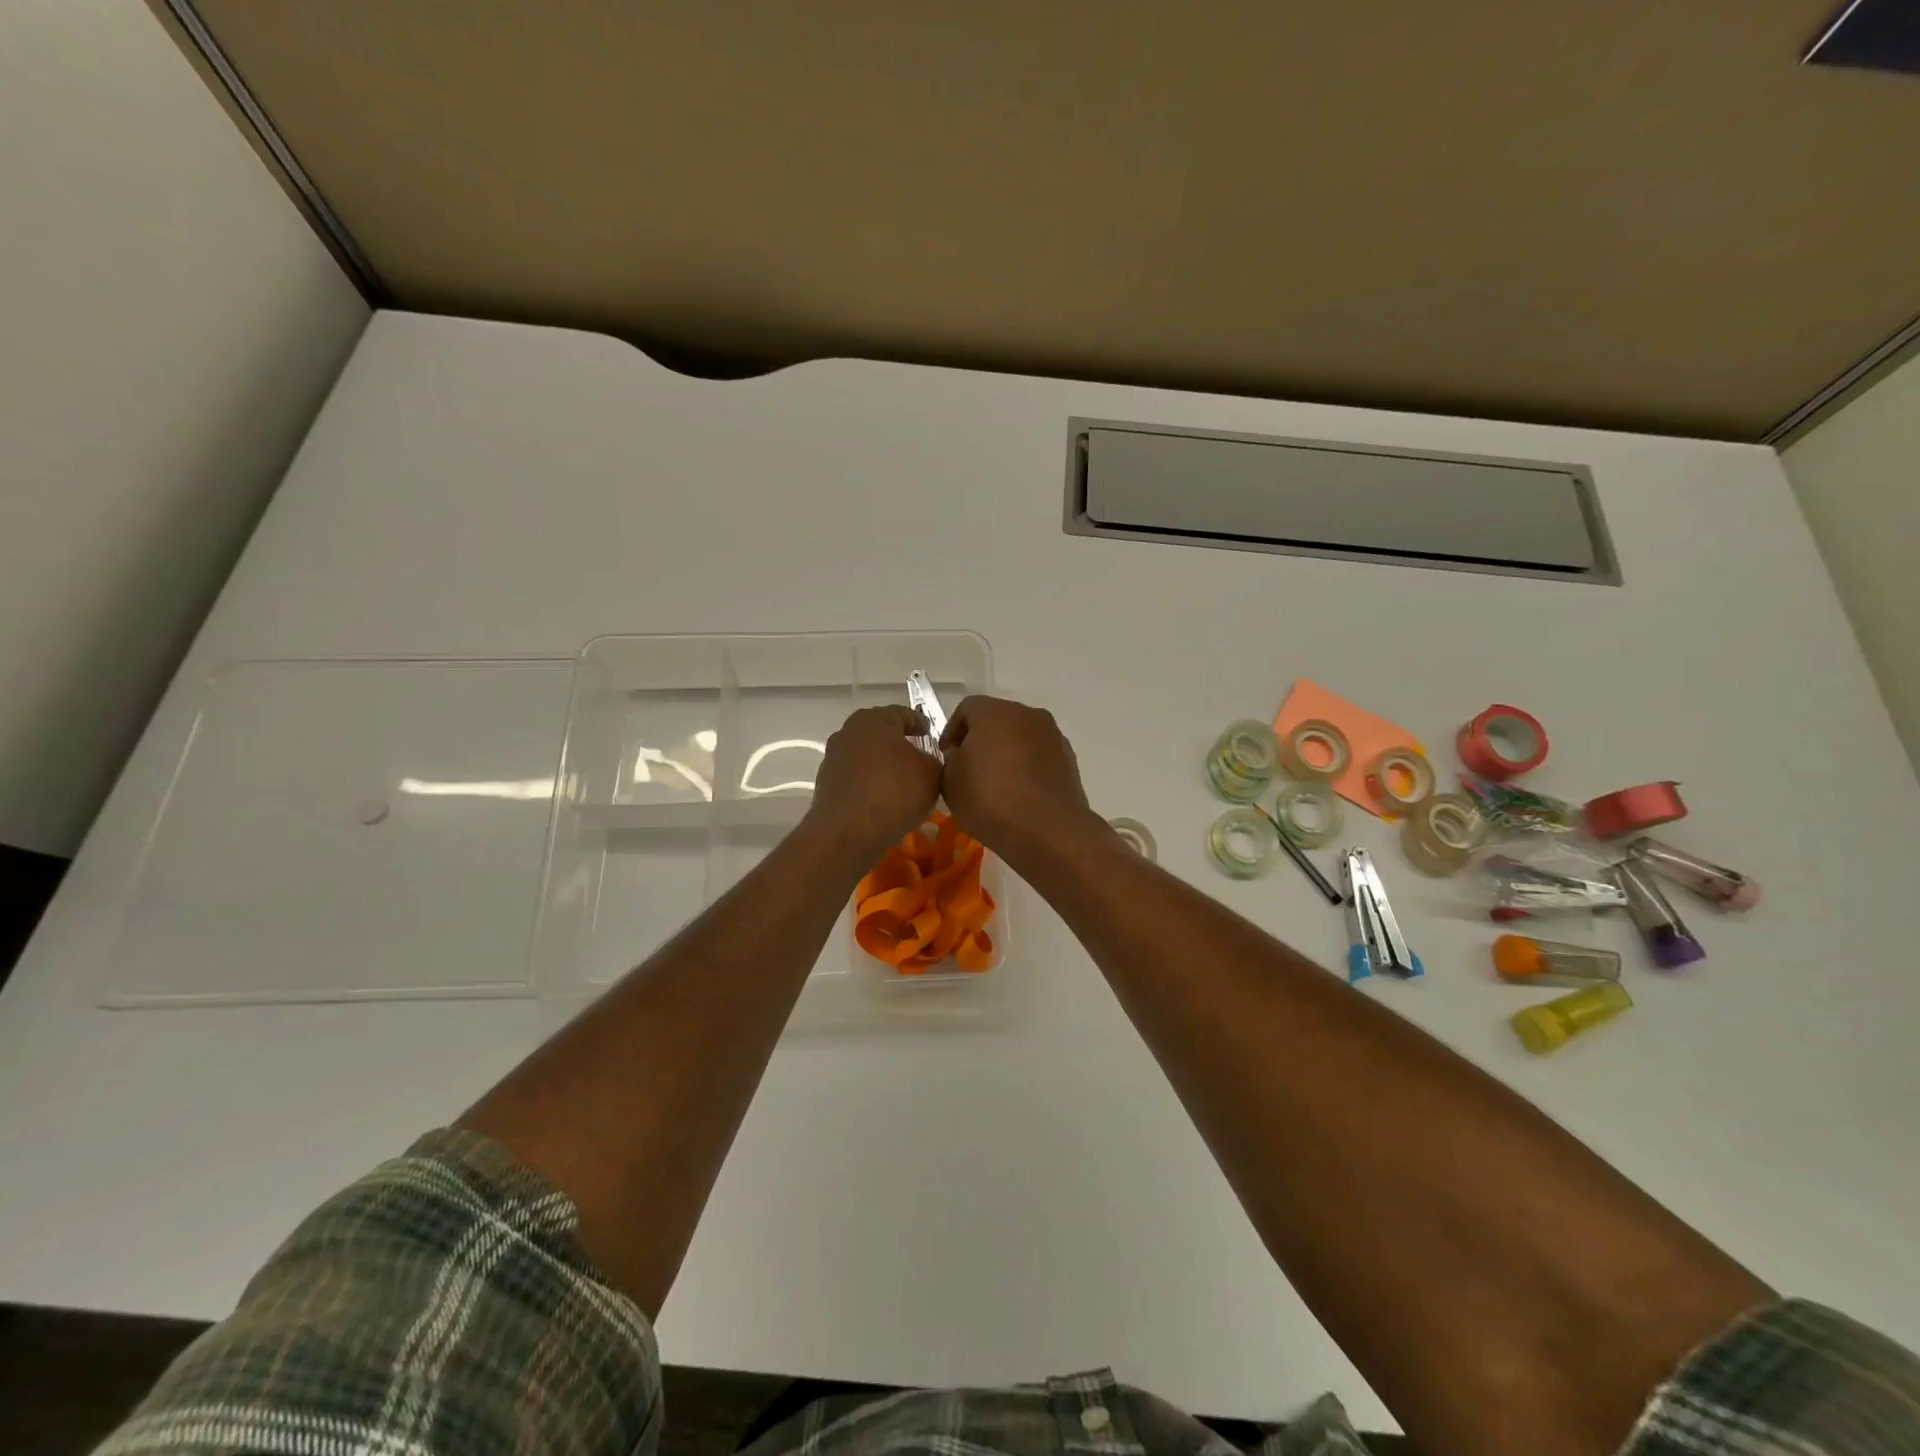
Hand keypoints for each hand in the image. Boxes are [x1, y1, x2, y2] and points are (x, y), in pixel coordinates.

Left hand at [806, 705, 942, 864]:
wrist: (847, 832)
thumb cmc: (895, 792)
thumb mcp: (932, 774)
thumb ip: (933, 761)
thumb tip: (925, 762)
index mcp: (875, 719)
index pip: (903, 714)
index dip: (920, 723)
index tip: (930, 733)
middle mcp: (849, 732)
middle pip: (880, 733)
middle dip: (898, 744)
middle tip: (918, 757)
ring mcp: (833, 758)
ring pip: (865, 756)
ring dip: (882, 765)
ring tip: (902, 783)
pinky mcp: (825, 785)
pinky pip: (856, 779)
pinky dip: (869, 784)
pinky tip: (883, 801)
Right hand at [939, 695, 1098, 864]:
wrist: (1048, 830)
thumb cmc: (990, 800)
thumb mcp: (950, 782)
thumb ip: (950, 761)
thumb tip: (961, 756)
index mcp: (994, 712)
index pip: (966, 708)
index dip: (951, 732)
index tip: (946, 758)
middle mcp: (1026, 714)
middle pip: (996, 719)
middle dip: (981, 740)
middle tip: (969, 770)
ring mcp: (1052, 735)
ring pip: (1021, 737)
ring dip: (1006, 753)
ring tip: (996, 784)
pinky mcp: (1069, 759)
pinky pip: (1039, 756)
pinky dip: (1027, 767)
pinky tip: (1020, 794)